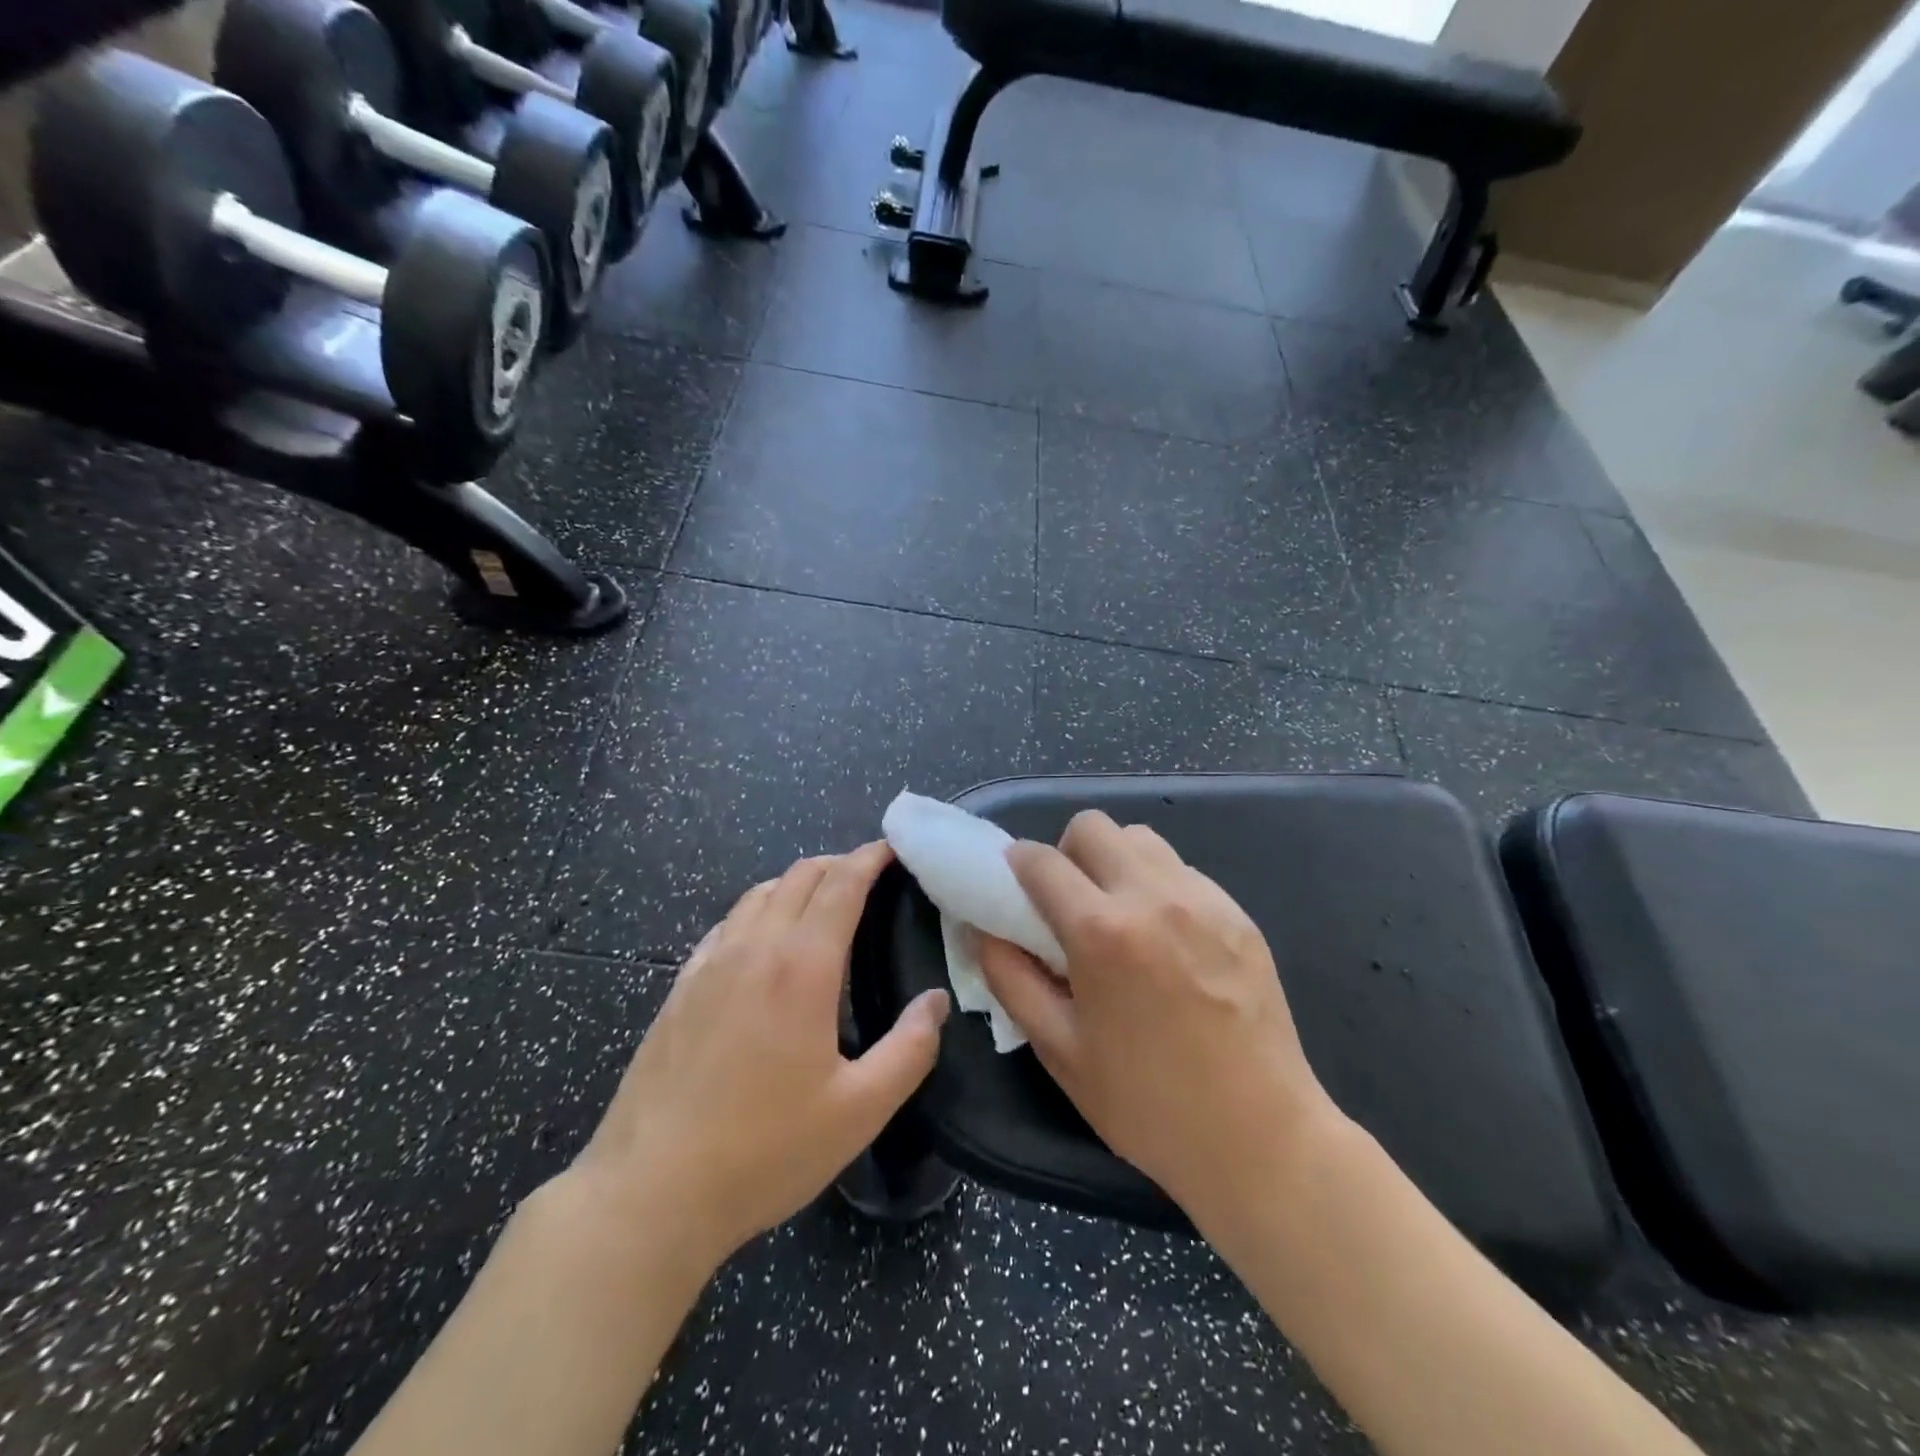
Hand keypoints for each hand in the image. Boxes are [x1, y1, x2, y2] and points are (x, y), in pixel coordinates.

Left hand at [567, 842, 950, 1270]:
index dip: (869, 858)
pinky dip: (757, 911)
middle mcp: (754, 948)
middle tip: (869, 876)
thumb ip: (910, 1049)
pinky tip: (762, 940)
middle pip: (799, 876)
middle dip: (838, 864)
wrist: (650, 1191)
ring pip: (758, 894)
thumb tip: (936, 1001)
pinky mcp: (680, 988)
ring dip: (796, 883)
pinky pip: (726, 925)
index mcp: (802, 967)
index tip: (893, 848)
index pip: (841, 884)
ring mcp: (710, 964)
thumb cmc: (764, 1150)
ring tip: (821, 901)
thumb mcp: (859, 1110)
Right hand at [977, 812, 1340, 1227]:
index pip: (1041, 860)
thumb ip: (1011, 979)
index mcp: (1101, 931)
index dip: (1016, 865)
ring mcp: (1203, 899)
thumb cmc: (1147, 1103)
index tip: (1014, 887)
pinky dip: (1158, 884)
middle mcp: (1152, 896)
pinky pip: (1182, 870)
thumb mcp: (1059, 1050)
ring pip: (1140, 839)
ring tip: (1119, 915)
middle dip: (1067, 853)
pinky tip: (1166, 938)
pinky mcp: (1238, 913)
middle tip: (1068, 902)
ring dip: (1114, 861)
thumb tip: (982, 930)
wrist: (1261, 1138)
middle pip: (1092, 826)